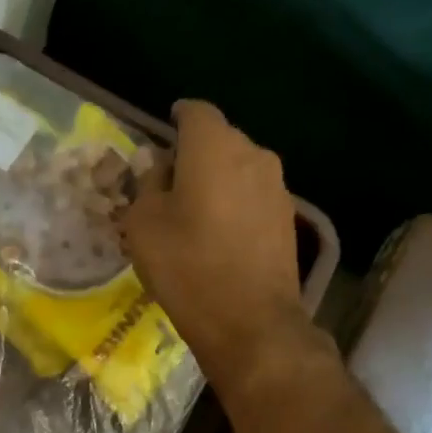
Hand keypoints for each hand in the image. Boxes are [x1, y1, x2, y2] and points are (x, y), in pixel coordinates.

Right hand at [120, 100, 330, 413]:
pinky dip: (234, 202)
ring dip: (216, 178)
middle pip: (219, 138)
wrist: (249, 321)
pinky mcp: (287, 218)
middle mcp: (253, 154)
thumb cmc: (186, 266)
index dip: (176, 117)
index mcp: (213, 146)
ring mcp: (277, 186)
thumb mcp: (143, 224)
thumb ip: (146, 184)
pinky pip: (253, 195)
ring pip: (239, 167)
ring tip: (193, 209)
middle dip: (194, 151)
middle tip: (168, 180)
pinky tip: (218, 232)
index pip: (195, 112)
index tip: (162, 130)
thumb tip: (156, 164)